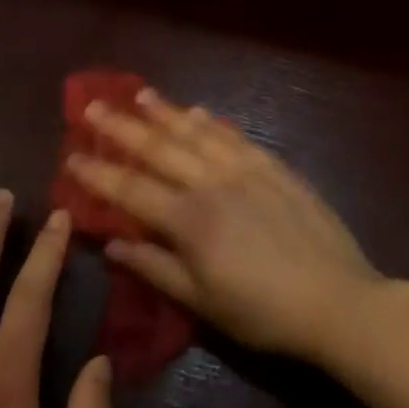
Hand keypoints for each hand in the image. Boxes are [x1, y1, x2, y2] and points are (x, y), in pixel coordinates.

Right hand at [67, 90, 383, 364]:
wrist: (338, 300)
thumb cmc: (263, 312)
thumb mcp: (203, 301)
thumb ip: (155, 267)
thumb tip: (111, 243)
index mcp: (189, 220)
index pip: (130, 189)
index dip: (98, 173)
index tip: (70, 155)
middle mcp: (211, 183)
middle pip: (157, 149)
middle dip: (121, 127)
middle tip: (93, 106)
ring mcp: (245, 170)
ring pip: (195, 133)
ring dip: (165, 113)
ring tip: (139, 94)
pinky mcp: (275, 167)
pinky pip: (235, 136)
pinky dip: (211, 122)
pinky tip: (197, 112)